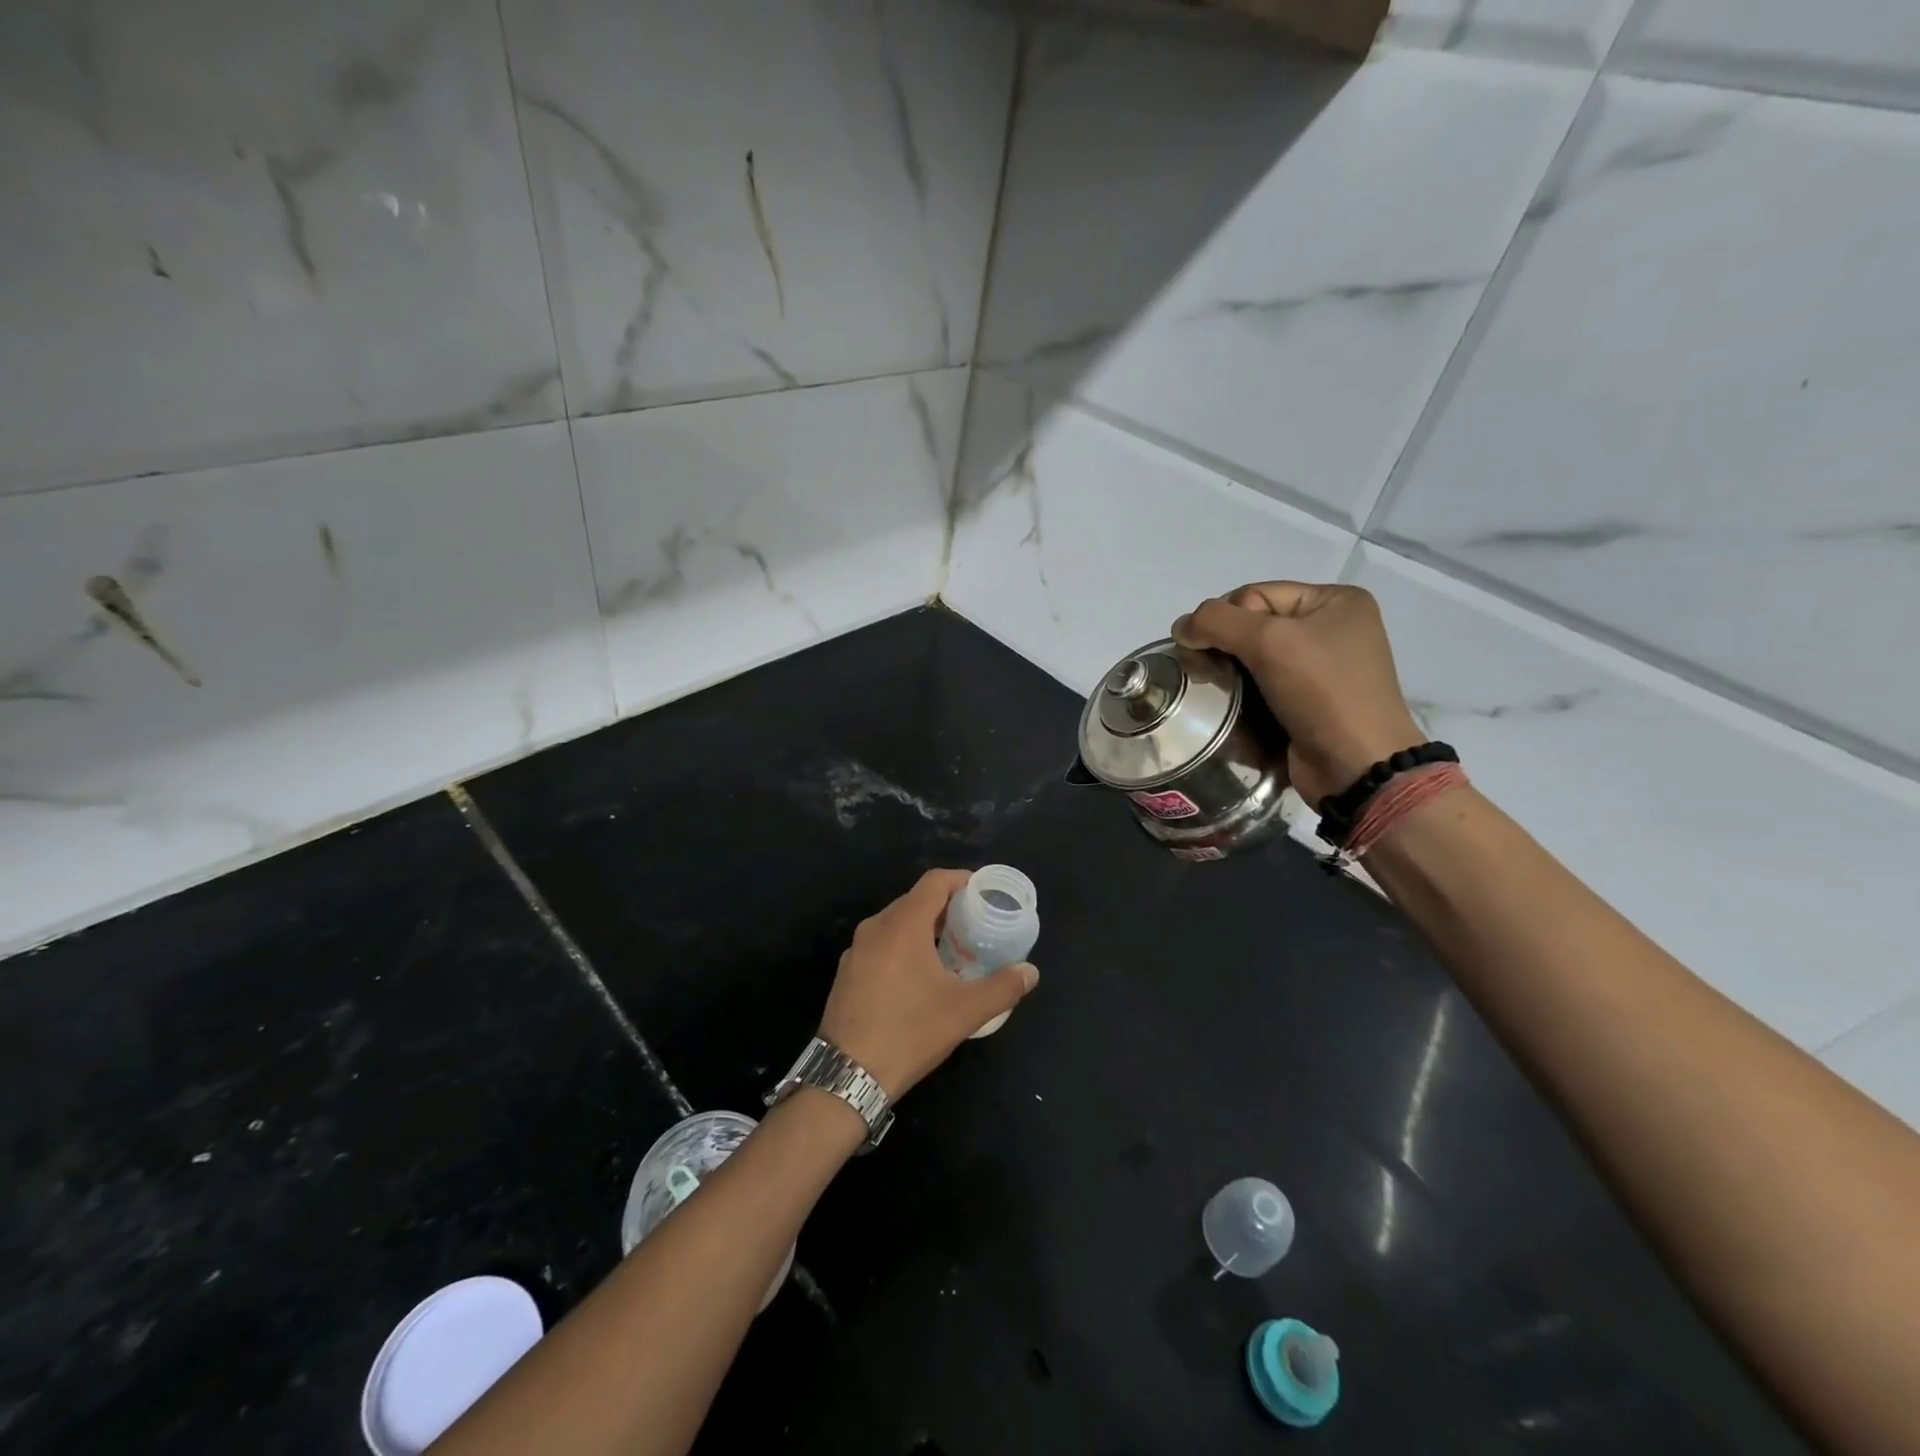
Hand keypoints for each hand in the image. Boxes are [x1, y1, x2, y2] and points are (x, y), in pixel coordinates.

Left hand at [818, 869, 1038, 1099]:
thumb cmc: (909, 1032)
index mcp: (903, 924)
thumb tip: (1030, 972)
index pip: (935, 881)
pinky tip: (919, 976)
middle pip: (915, 900)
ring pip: (896, 923)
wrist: (848, 1075)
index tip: (984, 893)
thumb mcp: (965, 1011)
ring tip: (951, 950)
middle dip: (946, 906)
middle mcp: (876, 927)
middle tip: (974, 925)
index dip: (962, 880)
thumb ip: (1003, 987)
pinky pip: (881, 943)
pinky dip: (903, 946)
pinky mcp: (847, 972)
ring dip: (924, 927)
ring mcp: (856, 949)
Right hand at [1172, 581, 1423, 804]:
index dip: (1225, 618)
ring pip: (1254, 657)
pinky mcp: (1309, 702)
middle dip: (1223, 645)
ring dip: (1229, 672)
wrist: (1356, 766)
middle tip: (1205, 671)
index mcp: (1335, 601)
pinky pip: (1263, 685)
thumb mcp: (1269, 642)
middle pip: (1253, 624)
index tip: (1208, 649)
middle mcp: (1332, 629)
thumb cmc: (1322, 693)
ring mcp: (1322, 668)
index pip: (1255, 594)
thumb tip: (1180, 627)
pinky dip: (1242, 694)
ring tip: (1214, 691)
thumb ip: (1216, 622)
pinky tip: (1231, 707)